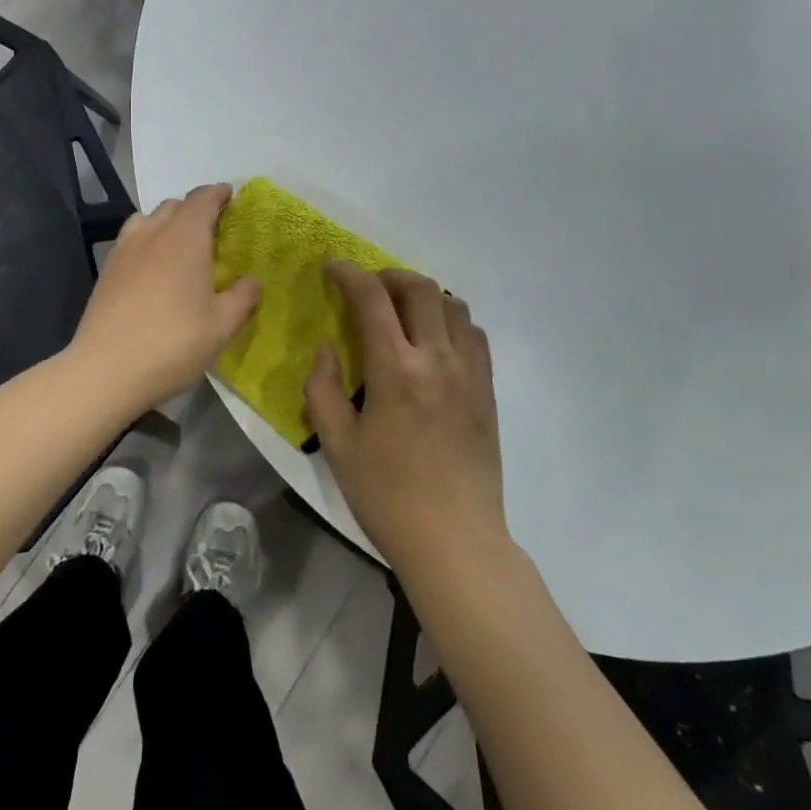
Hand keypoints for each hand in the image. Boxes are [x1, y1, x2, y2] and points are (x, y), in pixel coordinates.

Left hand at [70, 183, 260, 410]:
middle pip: (175, 205)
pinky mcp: (107, 270)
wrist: (105, 370)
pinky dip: (147, 241)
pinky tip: (152, 268)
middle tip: (213, 230)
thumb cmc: (173, 342)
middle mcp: (153, 232)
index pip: (203, 198)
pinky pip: (131, 240)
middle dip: (195, 209)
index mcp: (186, 236)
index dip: (218, 194)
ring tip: (180, 245)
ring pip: (148, 219)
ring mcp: (125, 249)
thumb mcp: (222, 325)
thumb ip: (243, 297)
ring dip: (167, 222)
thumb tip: (252, 281)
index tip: (231, 197)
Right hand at [305, 264, 506, 569]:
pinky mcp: (487, 390)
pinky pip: (474, 334)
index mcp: (396, 370)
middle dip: (389, 276)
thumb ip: (323, 388)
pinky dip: (452, 320)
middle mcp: (437, 358)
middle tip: (368, 288)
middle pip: (420, 288)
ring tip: (403, 311)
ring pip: (453, 305)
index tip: (333, 268)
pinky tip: (436, 340)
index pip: (372, 299)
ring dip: (424, 296)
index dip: (349, 274)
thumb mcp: (337, 445)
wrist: (455, 541)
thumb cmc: (387, 495)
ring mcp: (469, 372)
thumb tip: (328, 348)